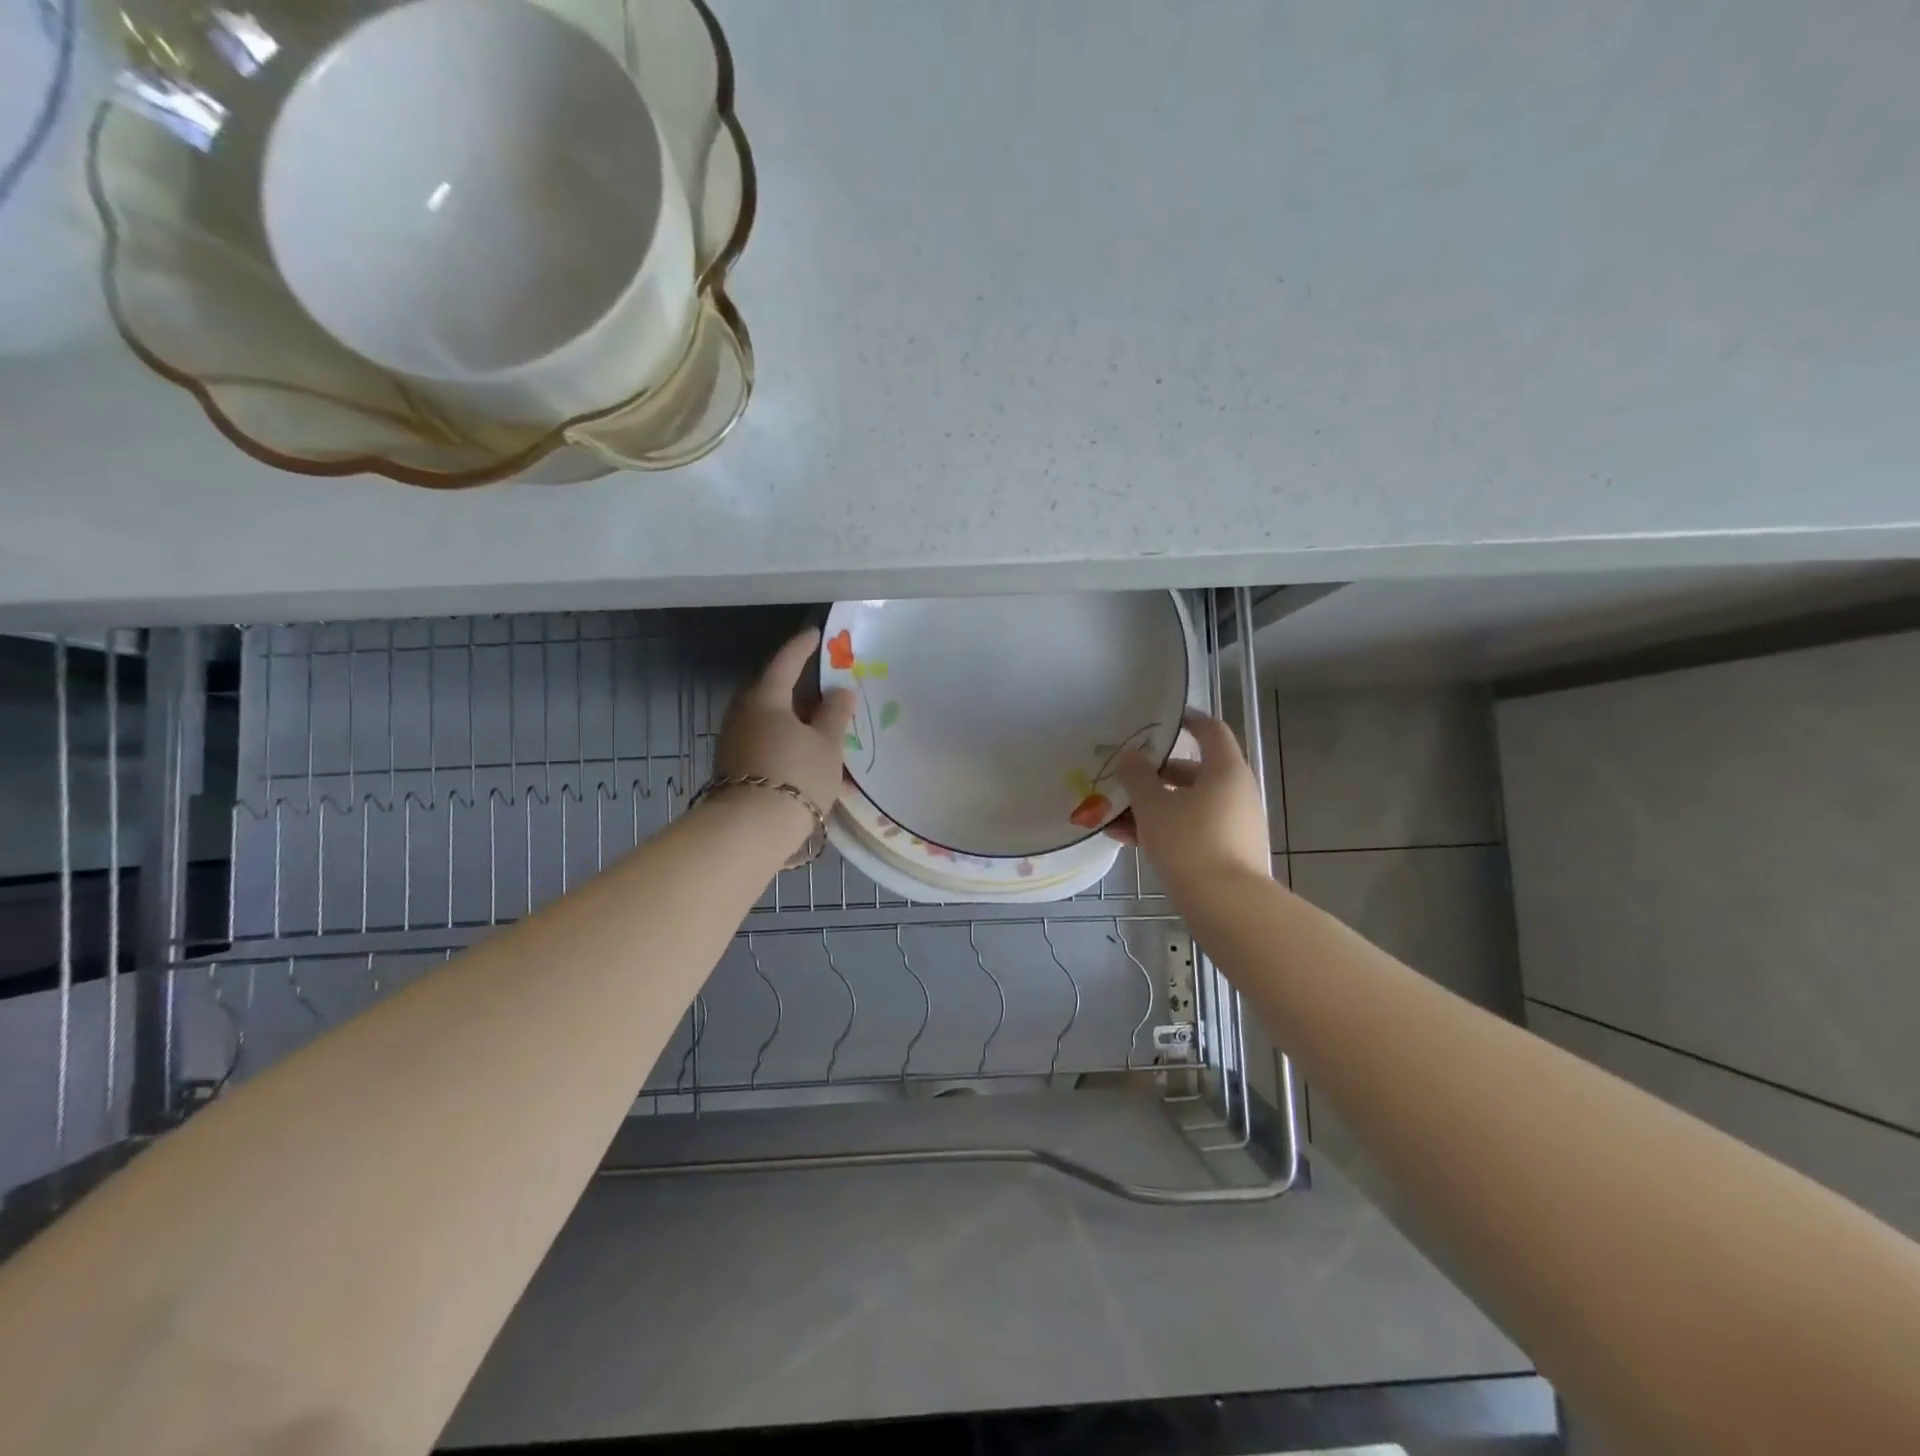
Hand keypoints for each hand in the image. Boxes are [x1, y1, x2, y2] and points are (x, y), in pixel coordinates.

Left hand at [712, 629, 855, 839]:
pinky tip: (806, 754)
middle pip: (775, 692)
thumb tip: (840, 691)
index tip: (815, 635)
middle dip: (800, 689)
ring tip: (822, 727)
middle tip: (825, 688)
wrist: (751, 830)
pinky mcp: (735, 767)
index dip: (803, 647)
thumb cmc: (796, 774)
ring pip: (771, 719)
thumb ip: (835, 713)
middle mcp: (744, 713)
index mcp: (765, 697)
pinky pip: (766, 741)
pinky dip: (787, 740)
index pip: (786, 662)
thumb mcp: (827, 743)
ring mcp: (735, 741)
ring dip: (795, 719)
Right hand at [1109, 709, 1272, 891]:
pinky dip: (1164, 830)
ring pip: (1187, 805)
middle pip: (1192, 773)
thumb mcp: (1153, 806)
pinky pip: (1191, 830)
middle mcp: (1236, 793)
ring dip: (1152, 807)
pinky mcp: (1229, 852)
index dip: (1188, 721)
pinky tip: (1128, 841)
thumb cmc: (1190, 843)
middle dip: (1154, 776)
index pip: (1211, 732)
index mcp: (1225, 771)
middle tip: (1123, 778)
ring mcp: (1235, 825)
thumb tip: (1130, 755)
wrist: (1229, 907)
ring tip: (1113, 817)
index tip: (1163, 720)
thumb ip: (1137, 777)